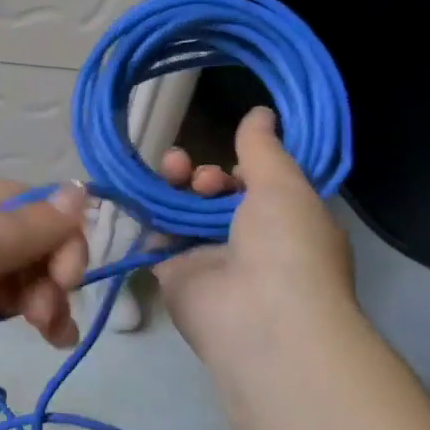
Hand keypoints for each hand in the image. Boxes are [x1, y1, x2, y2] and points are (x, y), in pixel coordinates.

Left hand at [0, 180, 89, 429]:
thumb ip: (21, 227)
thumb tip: (79, 192)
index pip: (21, 199)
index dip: (57, 229)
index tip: (74, 274)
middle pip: (19, 237)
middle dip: (49, 269)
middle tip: (53, 313)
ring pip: (9, 272)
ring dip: (41, 296)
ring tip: (53, 334)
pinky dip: (19, 314)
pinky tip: (44, 338)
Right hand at [155, 107, 357, 367]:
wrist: (260, 318)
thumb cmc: (288, 246)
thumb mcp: (285, 186)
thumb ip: (263, 148)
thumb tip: (260, 112)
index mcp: (288, 224)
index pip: (260, 188)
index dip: (244, 167)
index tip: (233, 157)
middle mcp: (249, 243)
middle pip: (217, 198)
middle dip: (206, 176)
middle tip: (197, 173)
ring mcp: (210, 260)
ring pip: (185, 214)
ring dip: (176, 187)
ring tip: (171, 169)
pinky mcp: (174, 275)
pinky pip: (156, 238)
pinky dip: (148, 215)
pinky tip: (141, 192)